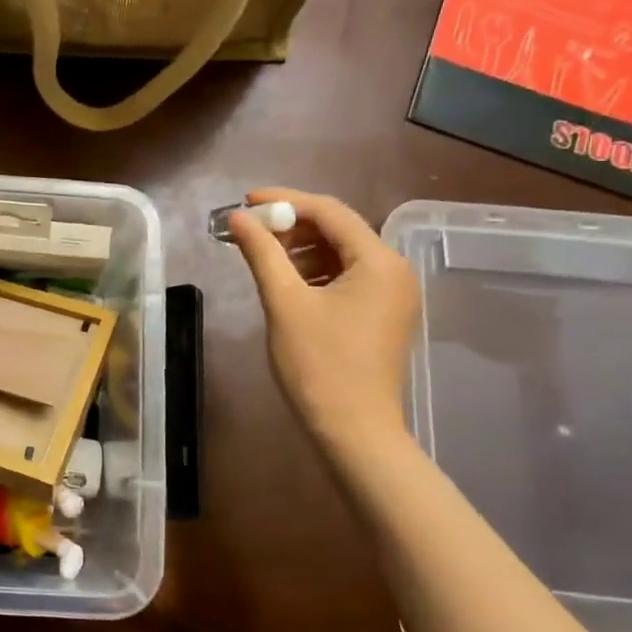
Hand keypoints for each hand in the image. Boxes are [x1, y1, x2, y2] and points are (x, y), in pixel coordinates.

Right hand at [228, 188, 418, 453]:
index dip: (285, 200)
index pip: (329, 212)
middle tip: (249, 230)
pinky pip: (347, 276)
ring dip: (300, 248)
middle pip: (338, 229)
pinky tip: (286, 280)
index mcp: (378, 261)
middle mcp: (394, 270)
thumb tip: (237, 217)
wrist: (353, 430)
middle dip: (291, 225)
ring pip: (341, 253)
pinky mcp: (383, 314)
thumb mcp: (284, 302)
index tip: (245, 200)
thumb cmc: (318, 364)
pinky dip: (315, 271)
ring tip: (261, 255)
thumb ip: (261, 252)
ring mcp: (392, 294)